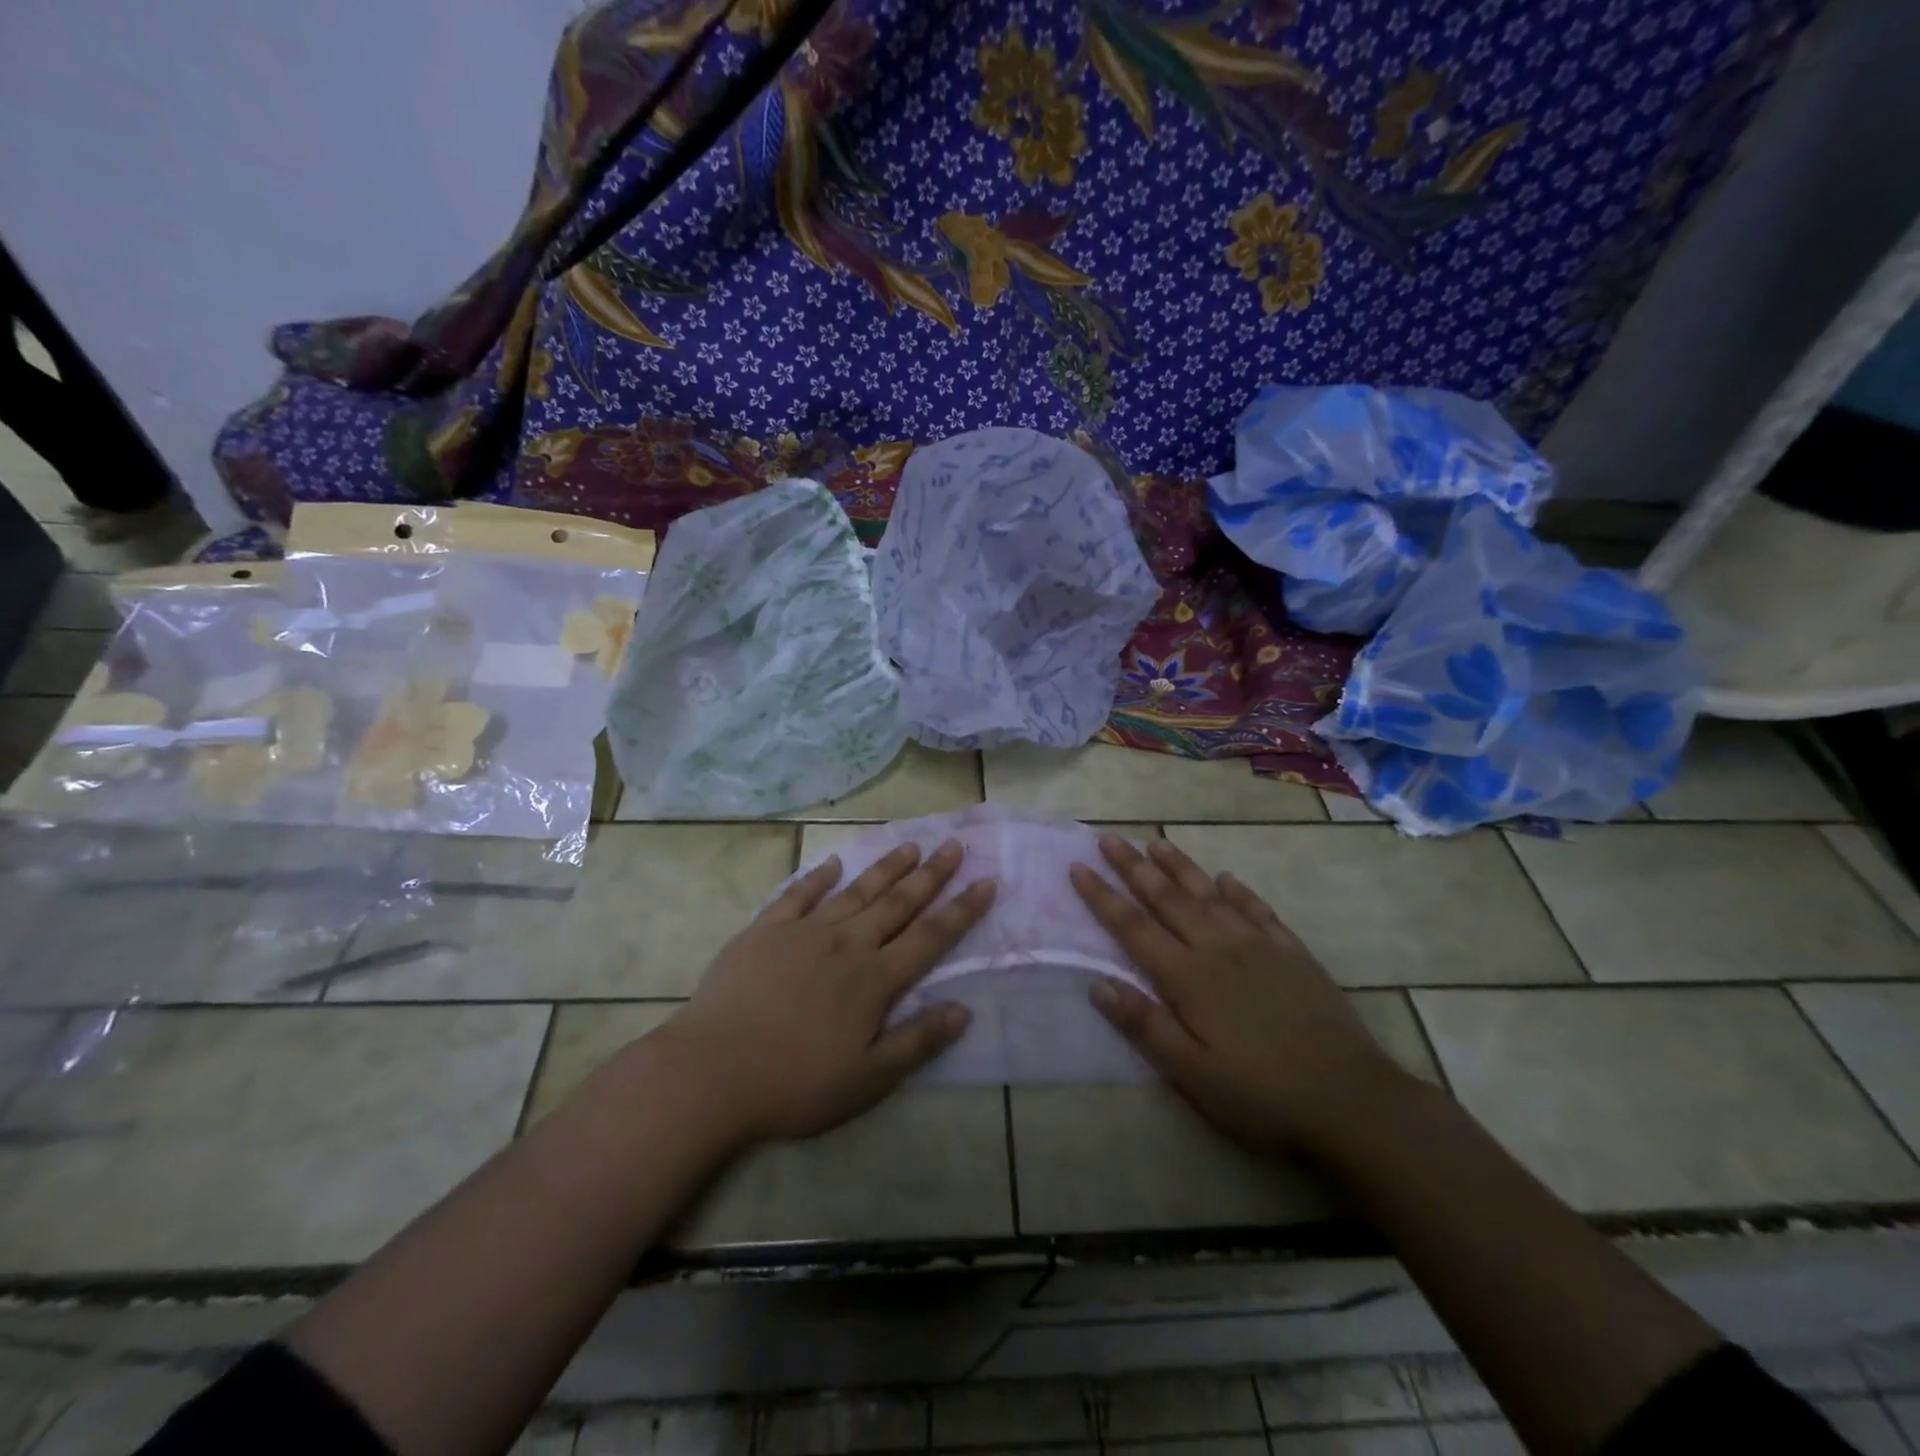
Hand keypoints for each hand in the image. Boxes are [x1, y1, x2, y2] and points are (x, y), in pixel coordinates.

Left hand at [654, 841, 995, 1147]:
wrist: (712, 1072)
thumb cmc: (795, 1084)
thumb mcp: (867, 1079)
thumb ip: (917, 1042)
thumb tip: (963, 1010)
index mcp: (874, 979)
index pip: (930, 937)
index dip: (961, 910)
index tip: (986, 882)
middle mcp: (846, 944)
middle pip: (897, 903)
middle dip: (931, 875)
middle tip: (954, 845)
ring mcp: (804, 932)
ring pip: (856, 891)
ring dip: (886, 868)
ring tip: (910, 845)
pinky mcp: (765, 931)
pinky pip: (798, 895)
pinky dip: (818, 877)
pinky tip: (833, 864)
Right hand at [1070, 836, 1414, 1156]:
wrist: (1352, 1100)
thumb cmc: (1261, 1095)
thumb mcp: (1192, 1074)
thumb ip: (1144, 1025)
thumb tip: (1097, 982)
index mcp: (1188, 977)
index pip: (1133, 927)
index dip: (1102, 896)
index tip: (1078, 867)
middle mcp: (1218, 948)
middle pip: (1167, 898)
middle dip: (1133, 867)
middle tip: (1108, 838)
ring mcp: (1259, 945)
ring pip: (1209, 894)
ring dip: (1179, 866)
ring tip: (1156, 842)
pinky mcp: (1292, 952)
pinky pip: (1258, 909)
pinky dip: (1238, 891)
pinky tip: (1227, 879)